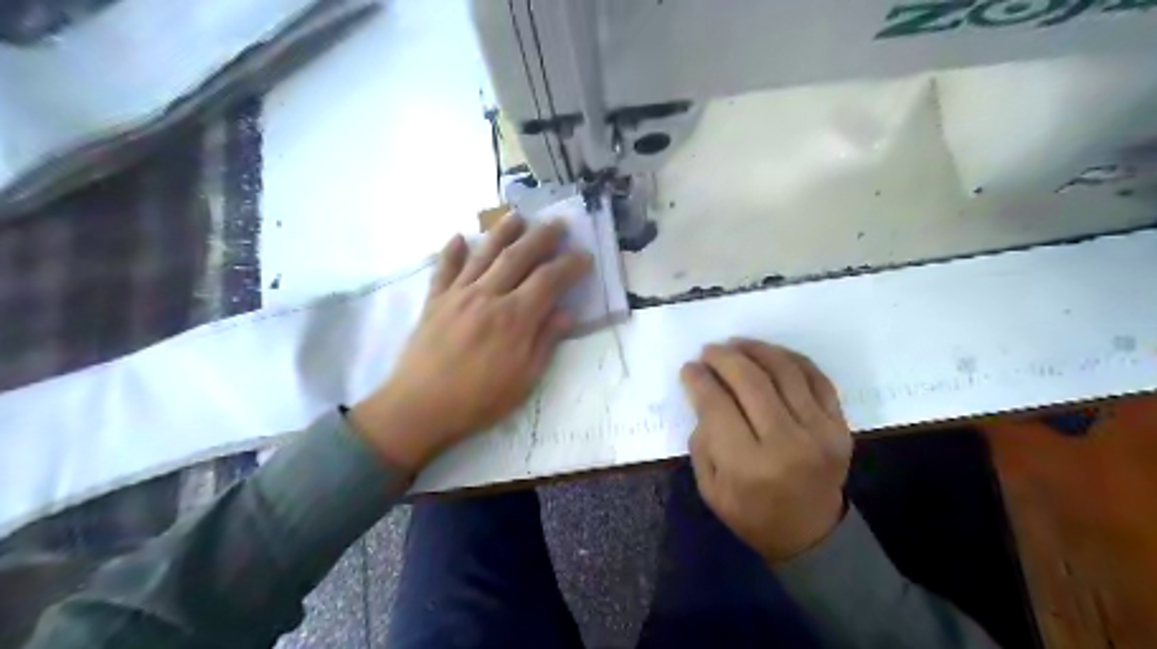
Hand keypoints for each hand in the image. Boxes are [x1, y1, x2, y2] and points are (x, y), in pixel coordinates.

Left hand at [351, 216, 589, 474]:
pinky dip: (450, 251)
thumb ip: (545, 342)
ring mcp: (458, 295)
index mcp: (514, 318)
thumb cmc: (478, 401)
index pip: (549, 280)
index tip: (584, 256)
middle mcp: (487, 296)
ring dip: (502, 232)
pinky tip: (457, 237)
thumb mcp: (524, 380)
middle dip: (542, 237)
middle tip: (558, 223)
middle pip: (518, 256)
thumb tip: (566, 313)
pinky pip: (444, 269)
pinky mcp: (434, 302)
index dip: (569, 265)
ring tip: (517, 216)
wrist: (419, 409)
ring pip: (483, 254)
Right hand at [679, 341, 845, 561]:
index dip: (699, 380)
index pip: (717, 405)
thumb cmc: (751, 514)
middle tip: (709, 351)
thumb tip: (704, 394)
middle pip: (751, 381)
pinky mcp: (840, 425)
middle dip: (724, 358)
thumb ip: (703, 440)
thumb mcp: (710, 487)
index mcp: (748, 465)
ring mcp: (819, 431)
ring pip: (784, 371)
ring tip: (737, 344)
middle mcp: (786, 443)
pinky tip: (771, 354)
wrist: (810, 533)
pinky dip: (791, 359)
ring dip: (756, 349)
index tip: (689, 368)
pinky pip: (816, 377)